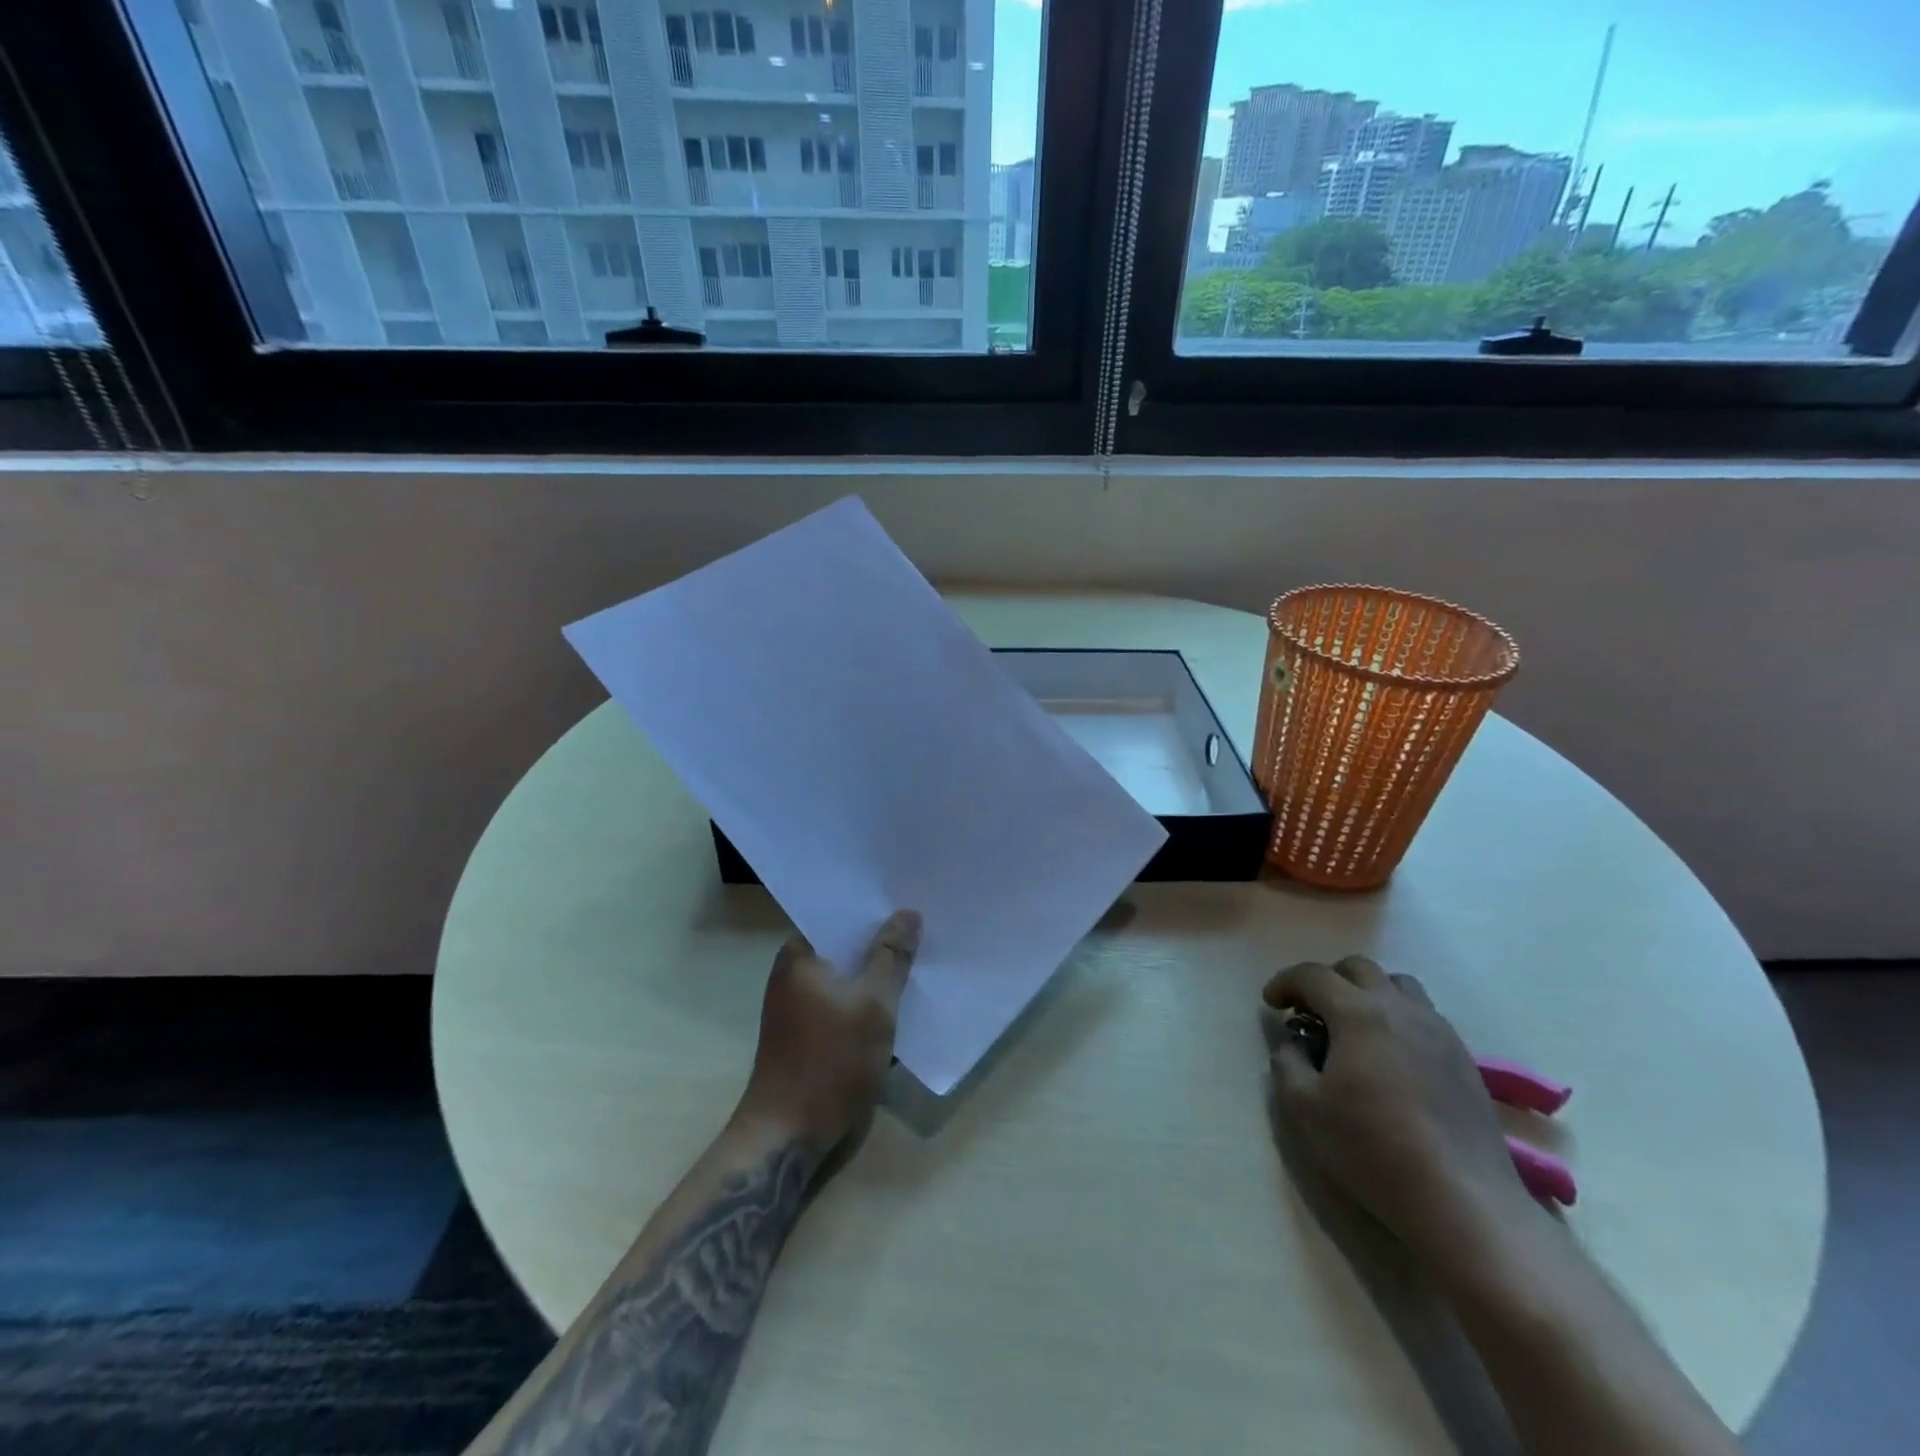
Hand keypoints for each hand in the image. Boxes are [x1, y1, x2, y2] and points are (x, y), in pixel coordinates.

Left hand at [736, 910, 920, 1153]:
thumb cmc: (830, 1061)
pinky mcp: (807, 1032)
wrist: (789, 1135)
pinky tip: (898, 1002)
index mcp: (799, 954)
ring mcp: (797, 1004)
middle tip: (924, 928)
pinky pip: (842, 1001)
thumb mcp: (874, 1004)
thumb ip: (892, 956)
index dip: (874, 909)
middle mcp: (793, 972)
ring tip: (918, 960)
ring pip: (846, 976)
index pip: (839, 915)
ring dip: (876, 974)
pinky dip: (866, 1000)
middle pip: (844, 945)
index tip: (908, 901)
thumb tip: (907, 913)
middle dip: (881, 941)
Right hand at [1264, 955, 1531, 1256]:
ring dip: (1367, 993)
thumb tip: (1295, 1043)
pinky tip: (1390, 1055)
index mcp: (1358, 1013)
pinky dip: (1397, 1017)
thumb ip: (1288, 1062)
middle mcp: (1400, 1008)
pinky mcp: (1463, 1058)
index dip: (1285, 982)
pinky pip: (1424, 1015)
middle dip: (1326, 980)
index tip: (1271, 1004)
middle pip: (1358, 968)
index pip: (1313, 975)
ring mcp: (1438, 1031)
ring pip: (1398, 985)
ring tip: (1353, 1026)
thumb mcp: (1304, 1107)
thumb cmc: (1372, 1148)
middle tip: (1309, 1011)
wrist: (1462, 1200)